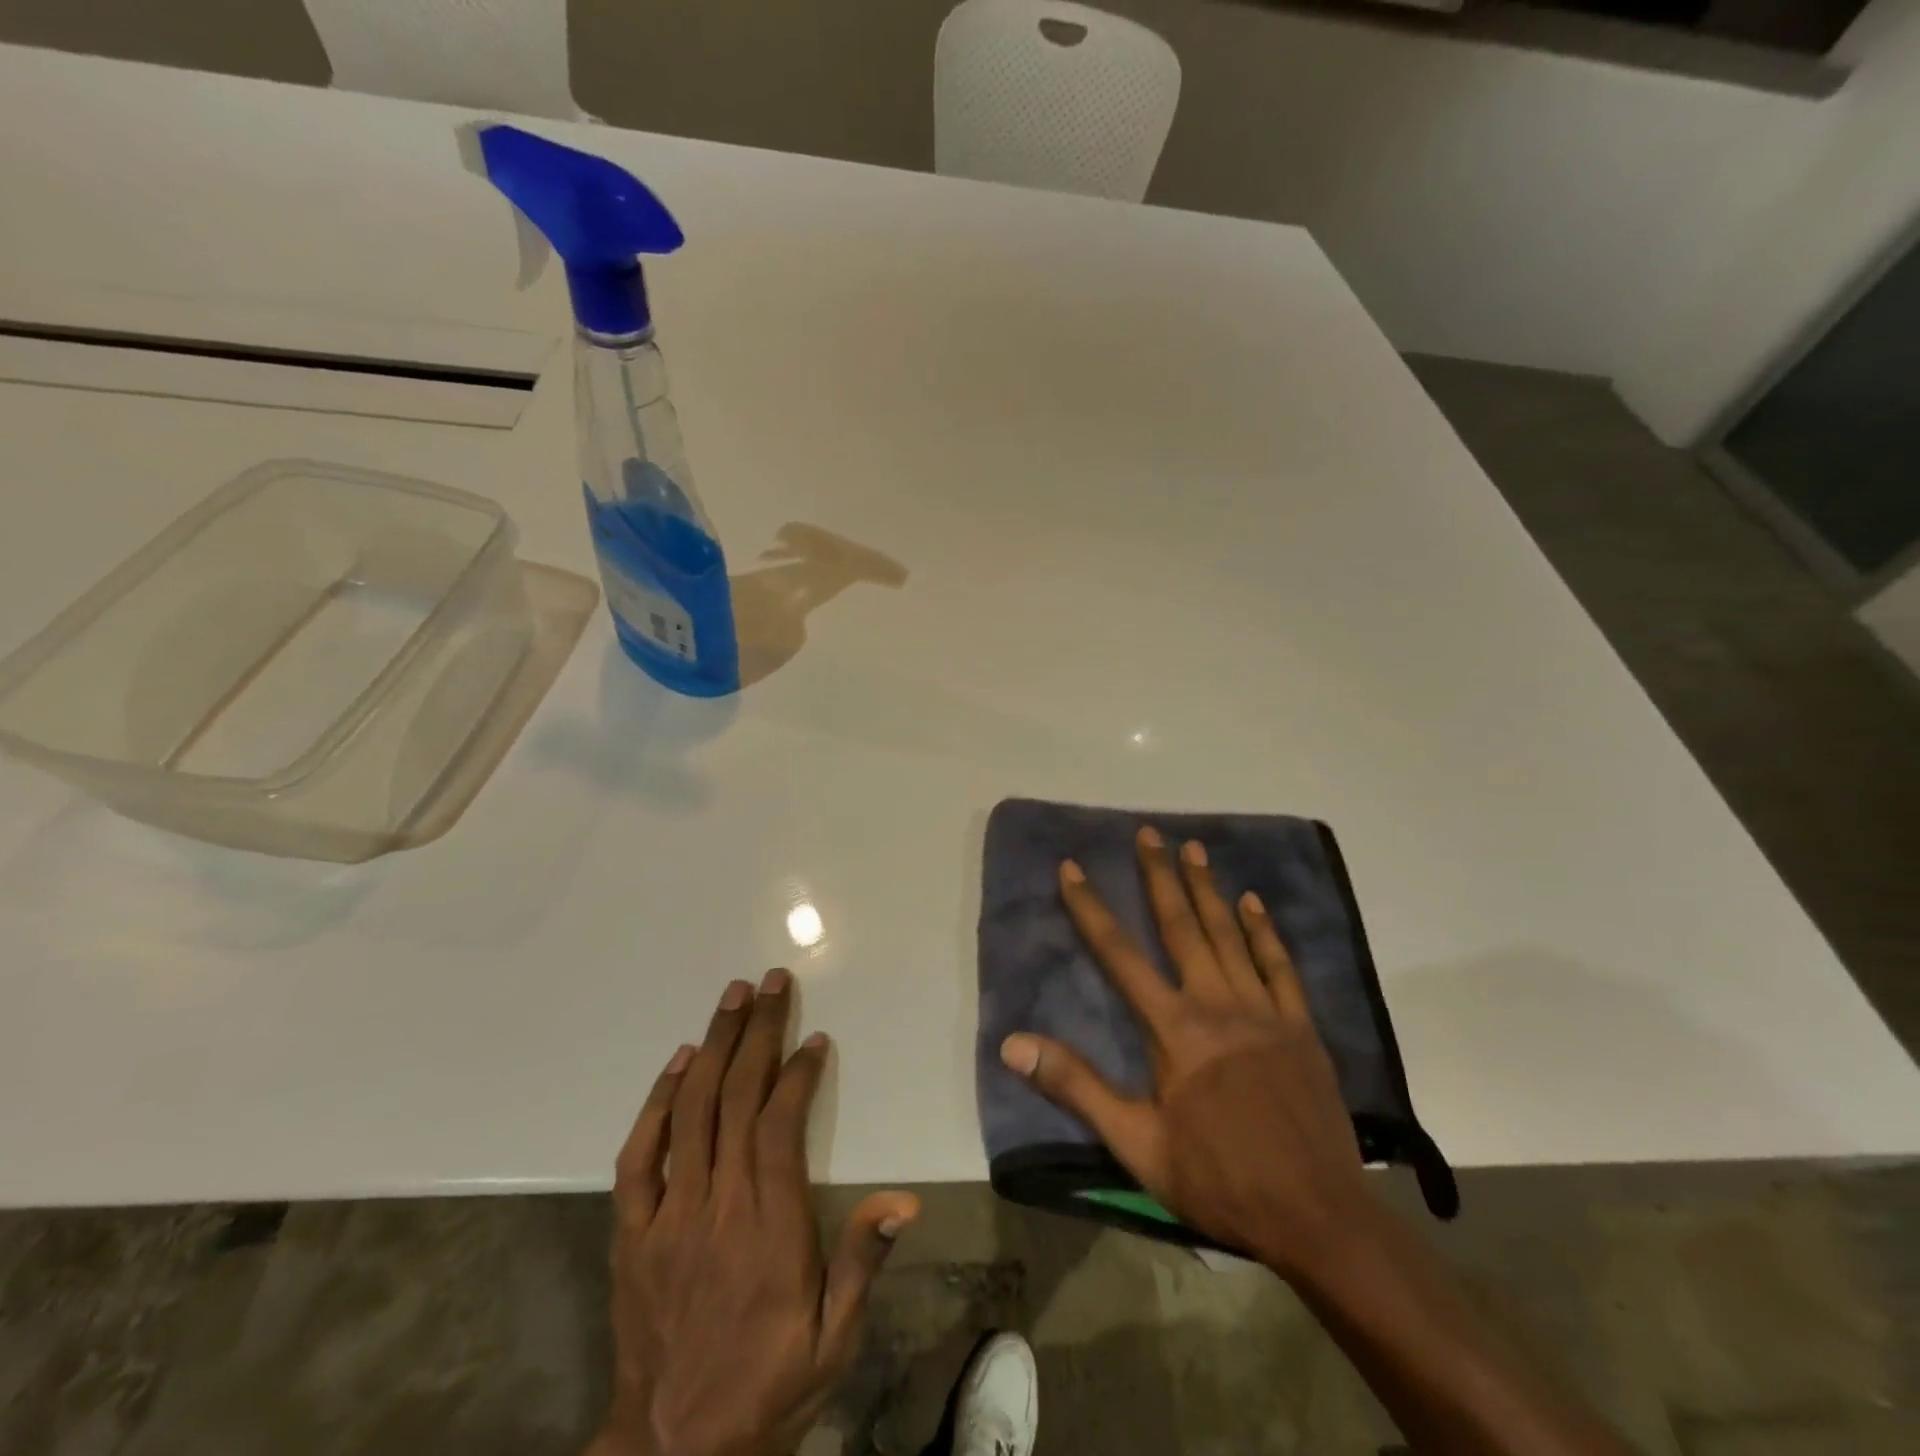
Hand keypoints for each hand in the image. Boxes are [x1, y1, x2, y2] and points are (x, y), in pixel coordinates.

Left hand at [594, 972, 918, 1455]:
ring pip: (691, 1112)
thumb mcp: (834, 1340)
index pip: (779, 1127)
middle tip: (772, 982)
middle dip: (757, 1032)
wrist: (674, 1454)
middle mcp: (715, 1207)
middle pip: (735, 1100)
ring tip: (732, 997)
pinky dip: (658, 1102)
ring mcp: (667, 1216)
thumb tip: (905, 1199)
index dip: (797, 1075)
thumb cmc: (769, 1385)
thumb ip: (863, 1262)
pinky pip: (639, 1156)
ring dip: (713, 1046)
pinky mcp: (632, 1233)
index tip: (814, 1039)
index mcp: (767, 1228)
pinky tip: (680, 1062)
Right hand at [1000, 826, 1372, 1279]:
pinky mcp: (1300, 1027)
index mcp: (1175, 1029)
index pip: (1120, 954)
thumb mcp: (1135, 1144)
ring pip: (1230, 935)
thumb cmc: (1218, 1179)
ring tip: (1193, 848)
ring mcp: (1264, 1011)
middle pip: (1182, 926)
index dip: (1091, 908)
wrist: (1317, 1217)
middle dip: (1160, 876)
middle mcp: (1217, 1003)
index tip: (1072, 868)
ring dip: (1208, 888)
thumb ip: (1076, 1086)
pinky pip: (1280, 966)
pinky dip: (1264, 931)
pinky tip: (1253, 903)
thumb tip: (1012, 1044)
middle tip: (1148, 833)